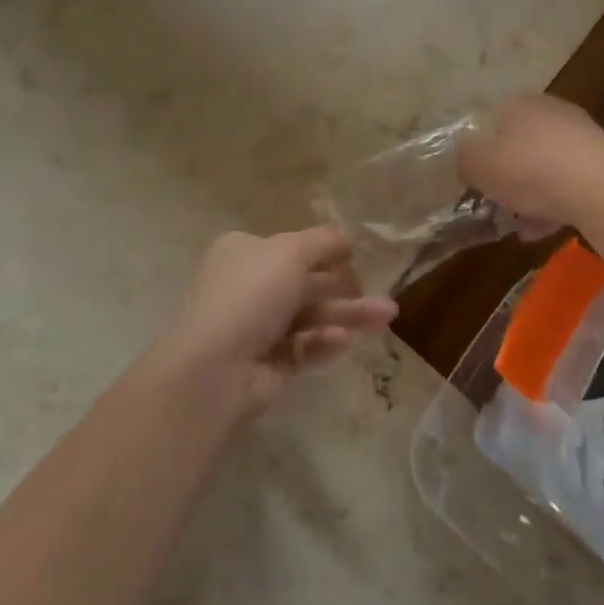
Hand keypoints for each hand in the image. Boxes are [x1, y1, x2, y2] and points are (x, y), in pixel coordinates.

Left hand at [159, 228, 397, 414]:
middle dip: (343, 286)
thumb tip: (345, 237)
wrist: (216, 367)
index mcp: (243, 252)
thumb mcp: (290, 253)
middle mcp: (247, 286)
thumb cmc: (251, 294)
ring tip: (386, 316)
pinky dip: (324, 342)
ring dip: (347, 314)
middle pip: (304, 283)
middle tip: (382, 290)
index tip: (354, 255)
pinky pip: (303, 347)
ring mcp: (256, 327)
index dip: (322, 250)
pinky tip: (345, 340)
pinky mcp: (268, 364)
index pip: (288, 247)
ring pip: (310, 316)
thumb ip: (322, 241)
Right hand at [458, 95, 603, 231]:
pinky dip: (555, 205)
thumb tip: (465, 159)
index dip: (480, 150)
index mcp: (518, 104)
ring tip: (520, 226)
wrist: (602, 190)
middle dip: (507, 176)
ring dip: (531, 196)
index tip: (474, 178)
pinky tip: (544, 230)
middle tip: (496, 203)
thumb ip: (464, 160)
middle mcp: (551, 112)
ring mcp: (581, 137)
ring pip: (545, 168)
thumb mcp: (479, 165)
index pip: (491, 120)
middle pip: (519, 145)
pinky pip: (569, 185)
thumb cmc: (530, 169)